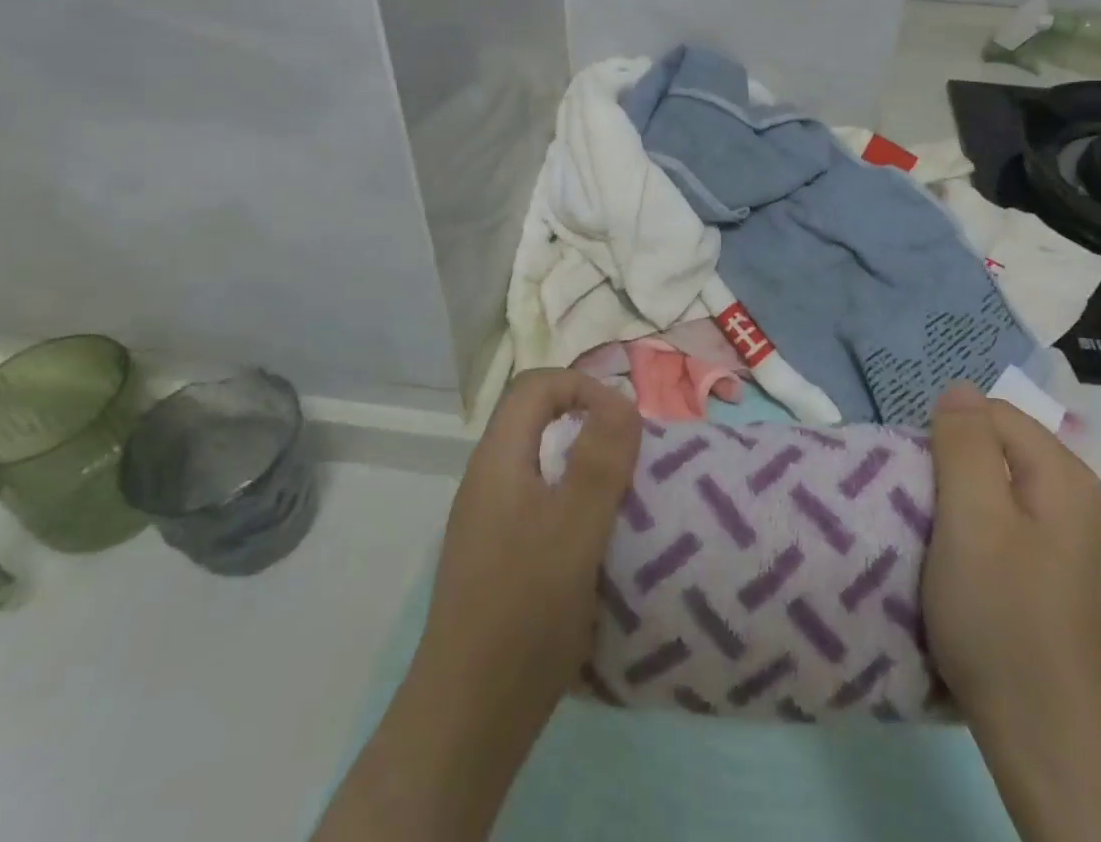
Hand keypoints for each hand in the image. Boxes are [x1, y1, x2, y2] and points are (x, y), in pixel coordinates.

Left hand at [314, 369, 639, 841]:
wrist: (469, 715)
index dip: (582, 387)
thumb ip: (599, 460)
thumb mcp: (573, 528)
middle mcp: (489, 479)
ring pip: (543, 464)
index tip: (623, 424)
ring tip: (623, 500)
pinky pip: (542, 504)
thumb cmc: (523, 610)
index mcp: (499, 459)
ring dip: (586, 468)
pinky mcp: (499, 555)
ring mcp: (490, 519)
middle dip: (590, 426)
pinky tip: (598, 544)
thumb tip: (622, 400)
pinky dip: (575, 505)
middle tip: (631, 461)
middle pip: (539, 420)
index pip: (536, 386)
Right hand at [925, 384, 1100, 841]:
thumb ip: (963, 443)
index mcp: (1065, 477)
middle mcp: (1080, 503)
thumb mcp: (971, 517)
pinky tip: (962, 573)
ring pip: (1001, 492)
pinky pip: (1010, 530)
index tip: (920, 482)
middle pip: (999, 451)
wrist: (1051, 744)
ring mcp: (1075, 548)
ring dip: (961, 505)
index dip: (948, 436)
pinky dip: (978, 537)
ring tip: (932, 541)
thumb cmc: (1002, 617)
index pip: (993, 414)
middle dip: (953, 468)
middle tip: (921, 511)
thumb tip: (959, 390)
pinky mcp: (1061, 584)